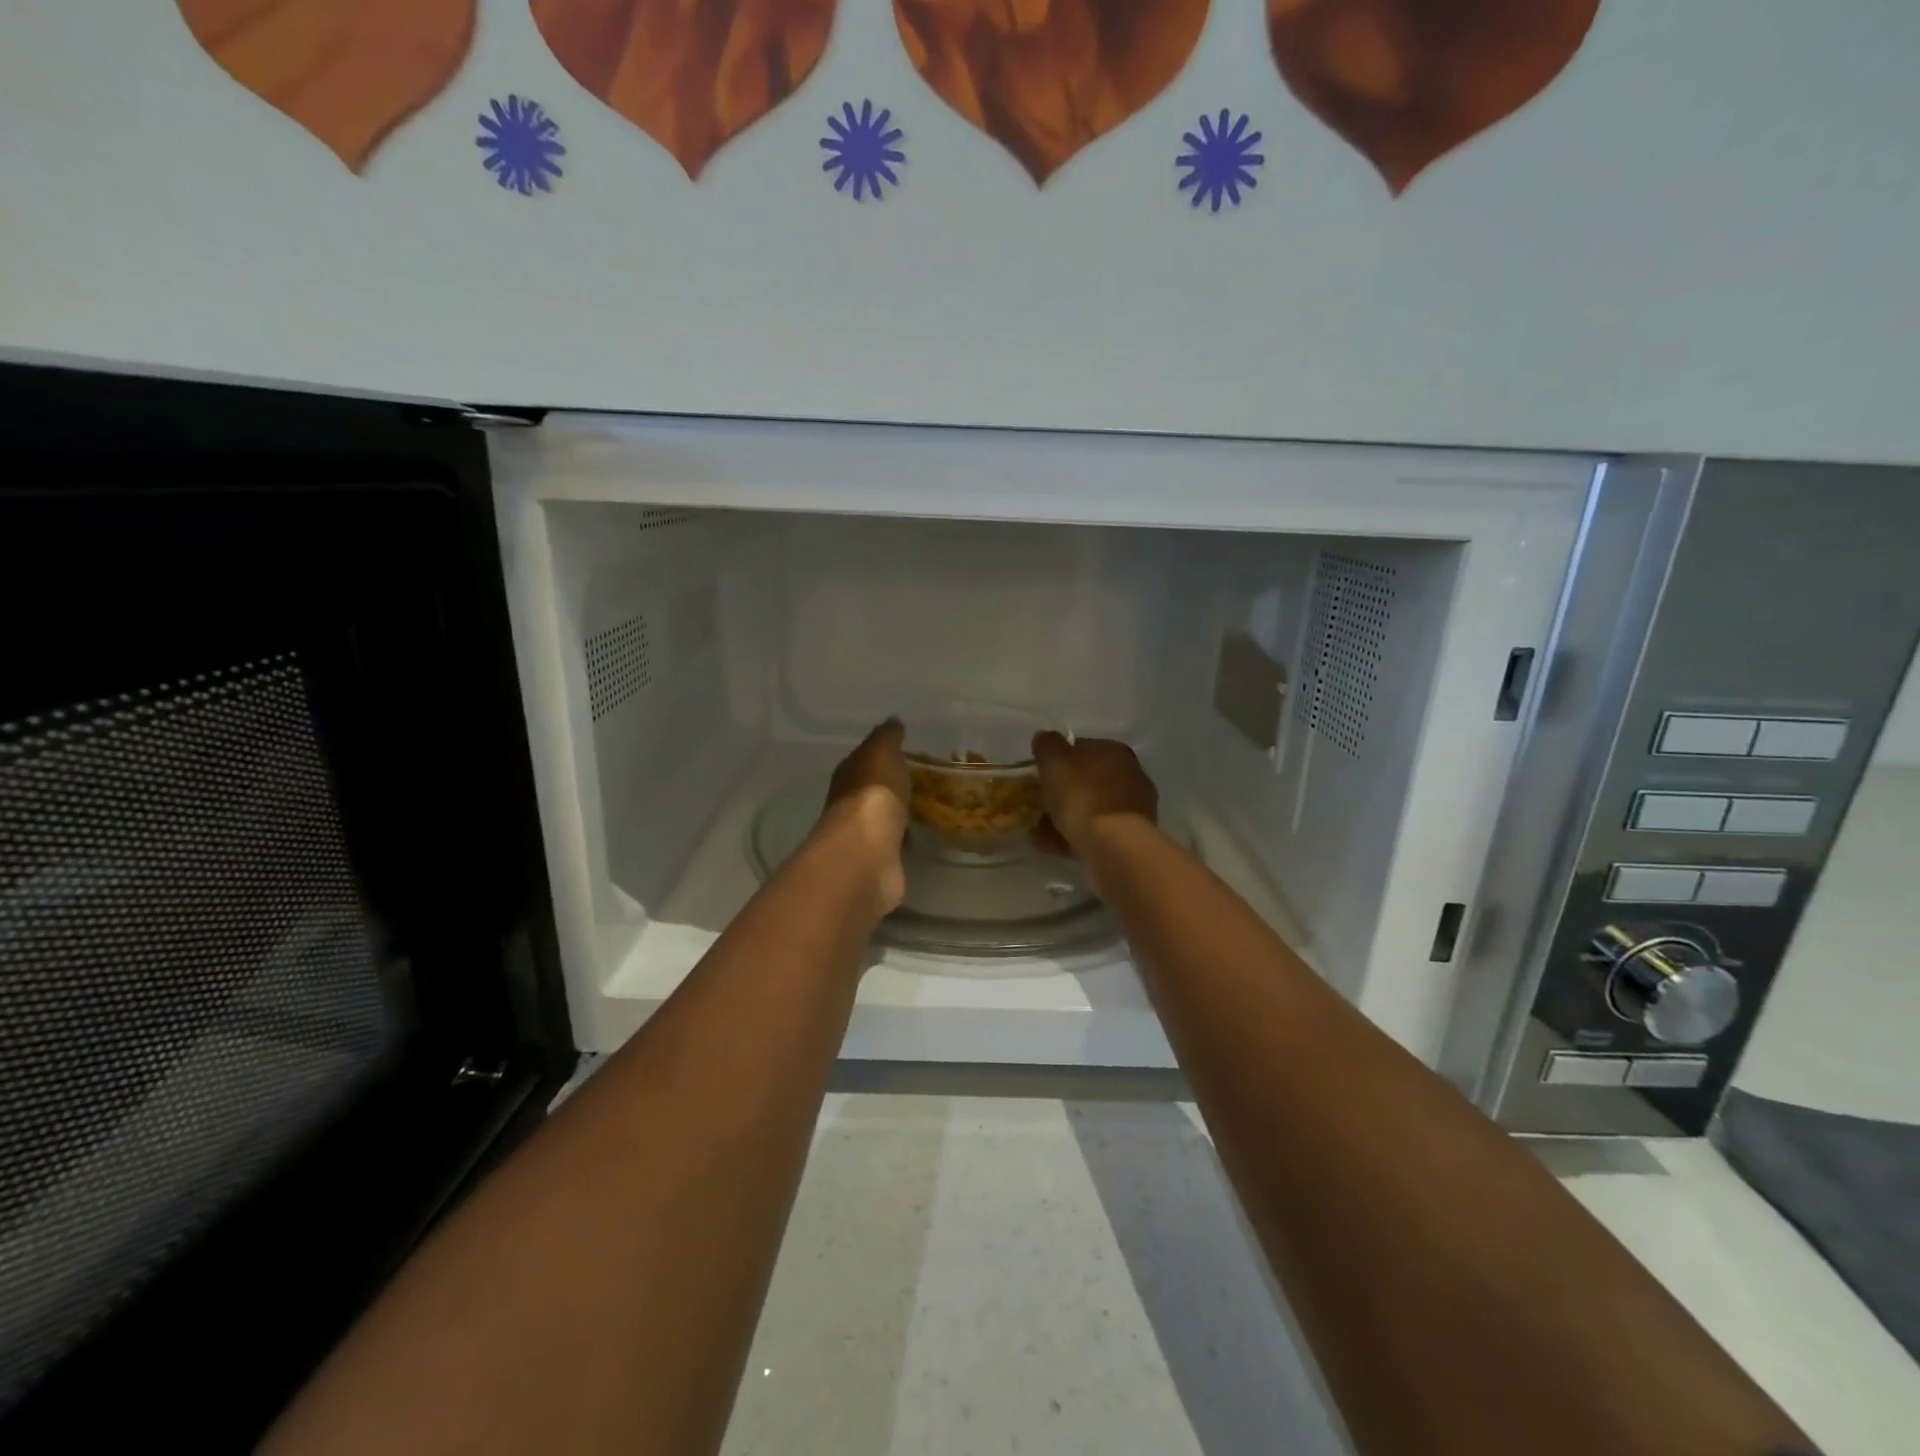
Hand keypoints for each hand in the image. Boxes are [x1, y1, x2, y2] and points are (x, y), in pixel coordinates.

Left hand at [817, 719, 910, 914]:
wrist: (867, 852)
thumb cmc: (873, 794)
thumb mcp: (882, 753)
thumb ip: (887, 737)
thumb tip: (893, 720)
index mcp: (847, 774)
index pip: (863, 759)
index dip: (882, 754)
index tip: (907, 751)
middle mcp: (849, 803)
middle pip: (872, 789)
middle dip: (892, 785)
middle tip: (924, 778)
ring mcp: (863, 834)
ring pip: (884, 816)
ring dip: (900, 812)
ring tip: (929, 806)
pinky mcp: (878, 860)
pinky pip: (895, 841)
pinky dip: (905, 837)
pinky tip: (922, 834)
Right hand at [1029, 732, 1157, 889]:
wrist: (1113, 845)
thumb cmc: (1082, 795)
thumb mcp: (1054, 760)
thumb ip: (1047, 745)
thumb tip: (1046, 738)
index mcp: (1115, 751)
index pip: (1082, 748)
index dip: (1058, 760)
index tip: (1039, 775)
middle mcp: (1130, 775)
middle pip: (1086, 781)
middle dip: (1061, 793)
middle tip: (1036, 805)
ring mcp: (1133, 809)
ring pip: (1089, 809)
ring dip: (1062, 818)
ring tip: (1037, 832)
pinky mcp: (1129, 838)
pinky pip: (1094, 833)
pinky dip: (1072, 837)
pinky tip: (1050, 846)